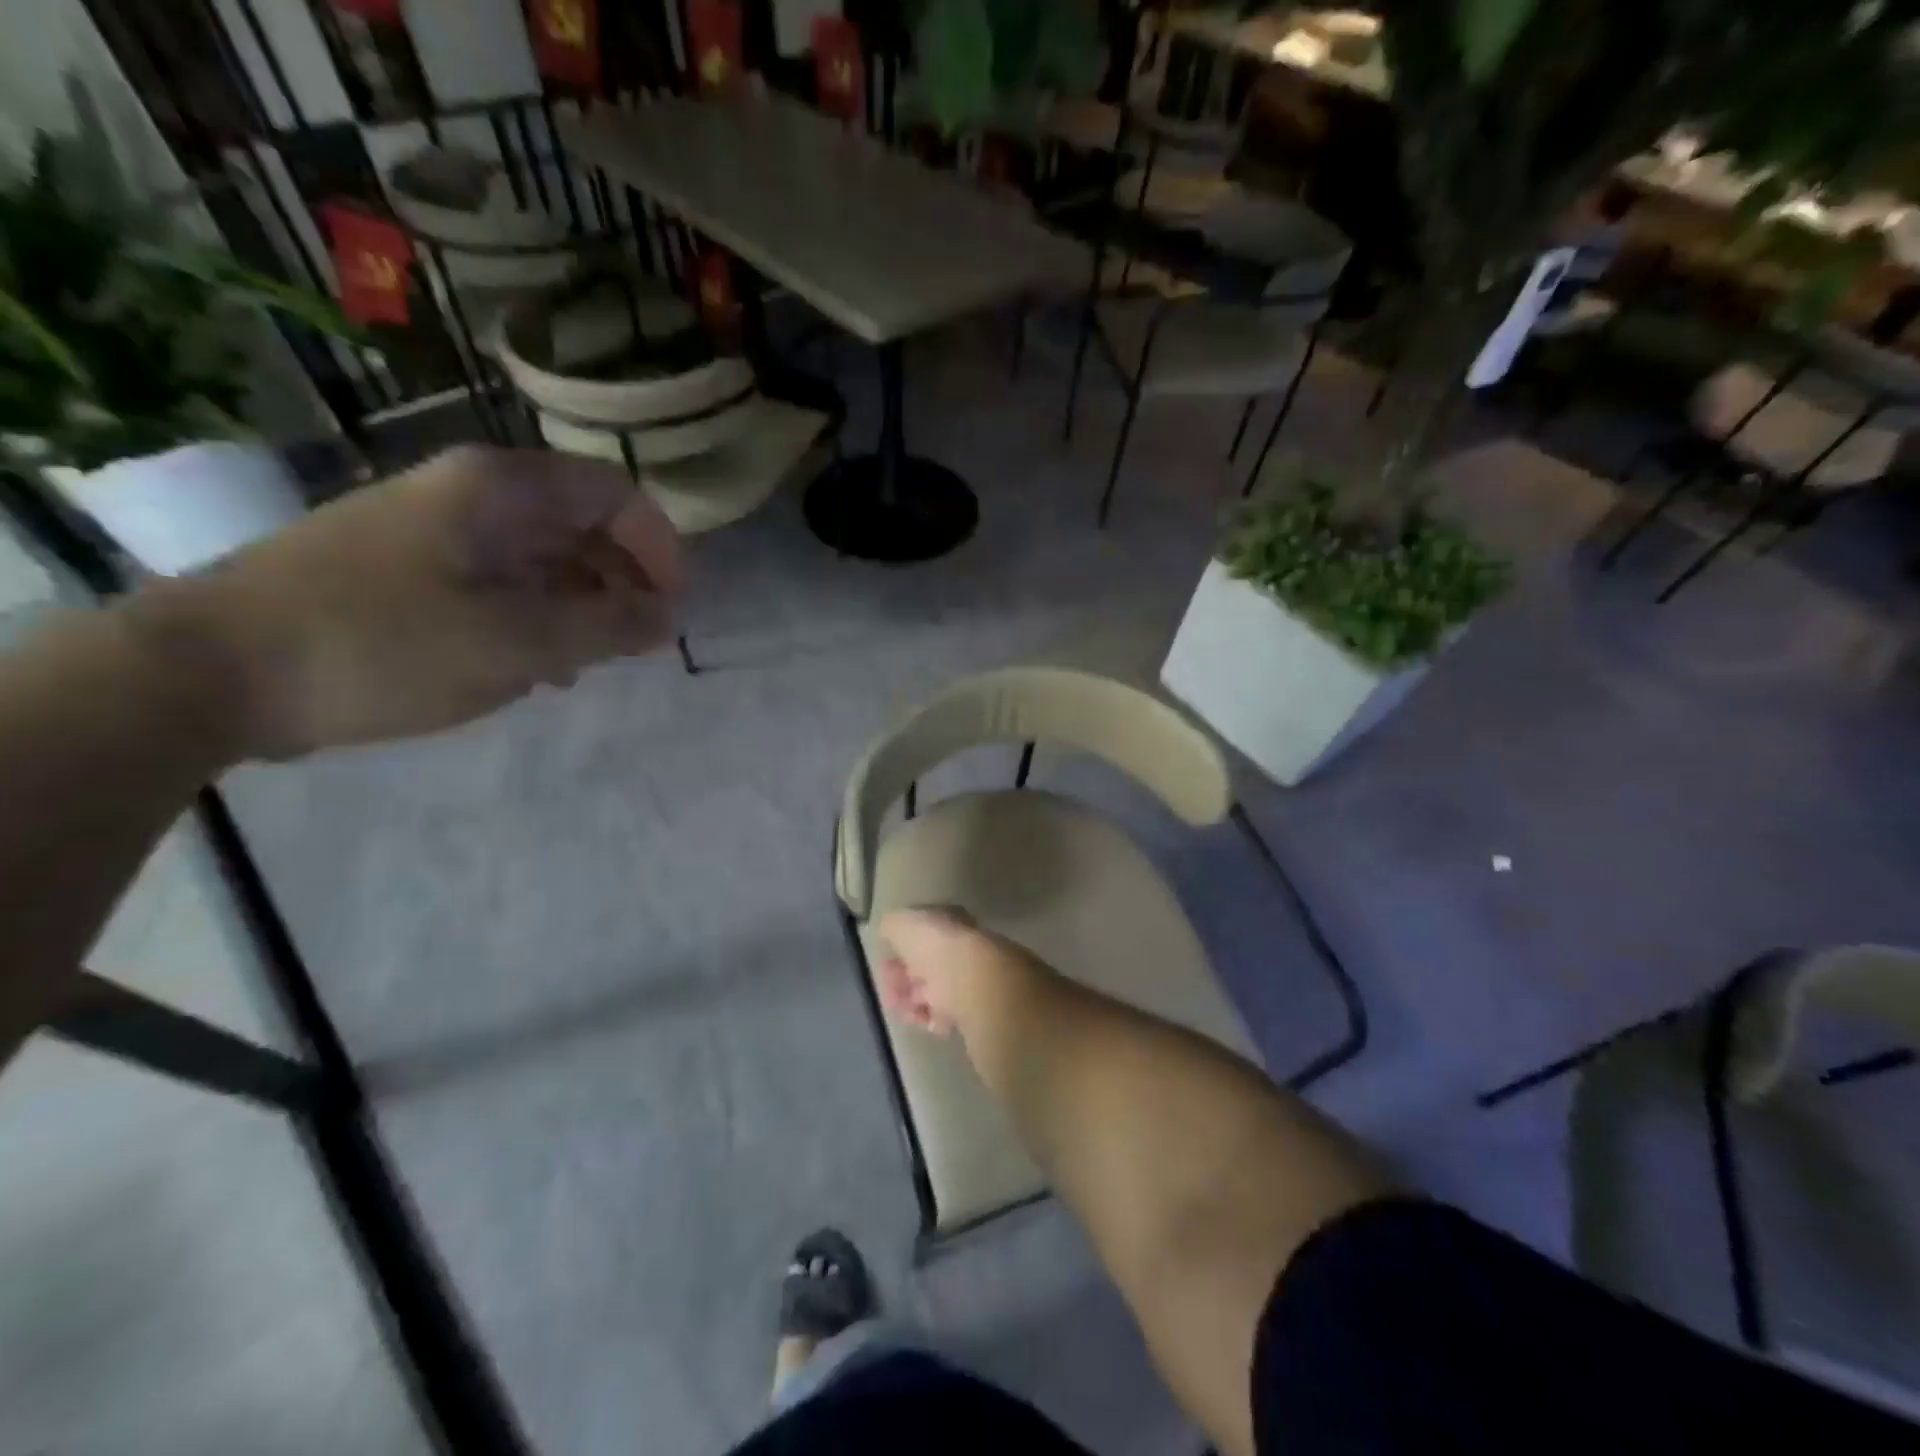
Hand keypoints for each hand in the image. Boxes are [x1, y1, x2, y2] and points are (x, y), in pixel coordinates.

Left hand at [134, 446, 683, 759]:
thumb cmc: (384, 644)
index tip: (672, 609)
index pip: (616, 495)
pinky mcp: (409, 569)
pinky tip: (540, 667)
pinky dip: (538, 617)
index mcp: (500, 488)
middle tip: (640, 642)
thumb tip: (670, 616)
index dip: (660, 549)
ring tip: (594, 662)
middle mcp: (471, 494)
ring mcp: (435, 530)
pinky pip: (502, 582)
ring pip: (544, 556)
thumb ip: (609, 626)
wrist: (212, 671)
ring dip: (585, 605)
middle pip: (582, 523)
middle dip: (625, 581)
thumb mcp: (519, 641)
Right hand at [876, 905, 1001, 1037]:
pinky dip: (930, 1018)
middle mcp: (959, 947)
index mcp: (947, 922)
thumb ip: (891, 926)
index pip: (922, 935)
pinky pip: (945, 1015)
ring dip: (912, 1001)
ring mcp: (968, 978)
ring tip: (903, 1009)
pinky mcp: (974, 1008)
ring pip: (933, 992)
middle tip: (890, 993)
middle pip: (925, 966)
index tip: (884, 963)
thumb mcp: (900, 923)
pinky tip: (923, 1018)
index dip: (899, 949)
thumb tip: (888, 931)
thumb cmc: (933, 946)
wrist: (970, 982)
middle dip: (902, 980)